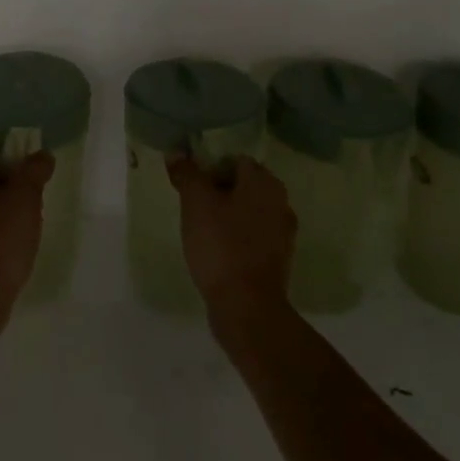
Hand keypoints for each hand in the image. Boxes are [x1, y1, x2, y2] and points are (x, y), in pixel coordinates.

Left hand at [0, 152, 52, 334]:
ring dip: (4, 214)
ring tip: (25, 232)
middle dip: (12, 192)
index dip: (17, 167)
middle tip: (34, 209)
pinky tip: (11, 250)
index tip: (35, 187)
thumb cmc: (1, 242)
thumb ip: (34, 171)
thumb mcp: (25, 199)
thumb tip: (42, 154)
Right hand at [167, 154, 296, 334]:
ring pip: (248, 211)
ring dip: (227, 214)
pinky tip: (216, 249)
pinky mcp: (277, 260)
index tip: (190, 182)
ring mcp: (282, 233)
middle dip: (218, 190)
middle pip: (243, 185)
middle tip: (191, 203)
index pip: (235, 159)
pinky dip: (236, 237)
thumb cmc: (221, 245)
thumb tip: (177, 153)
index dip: (210, 166)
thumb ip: (187, 174)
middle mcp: (280, 202)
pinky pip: (253, 236)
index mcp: (265, 183)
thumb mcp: (196, 203)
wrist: (247, 307)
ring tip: (201, 227)